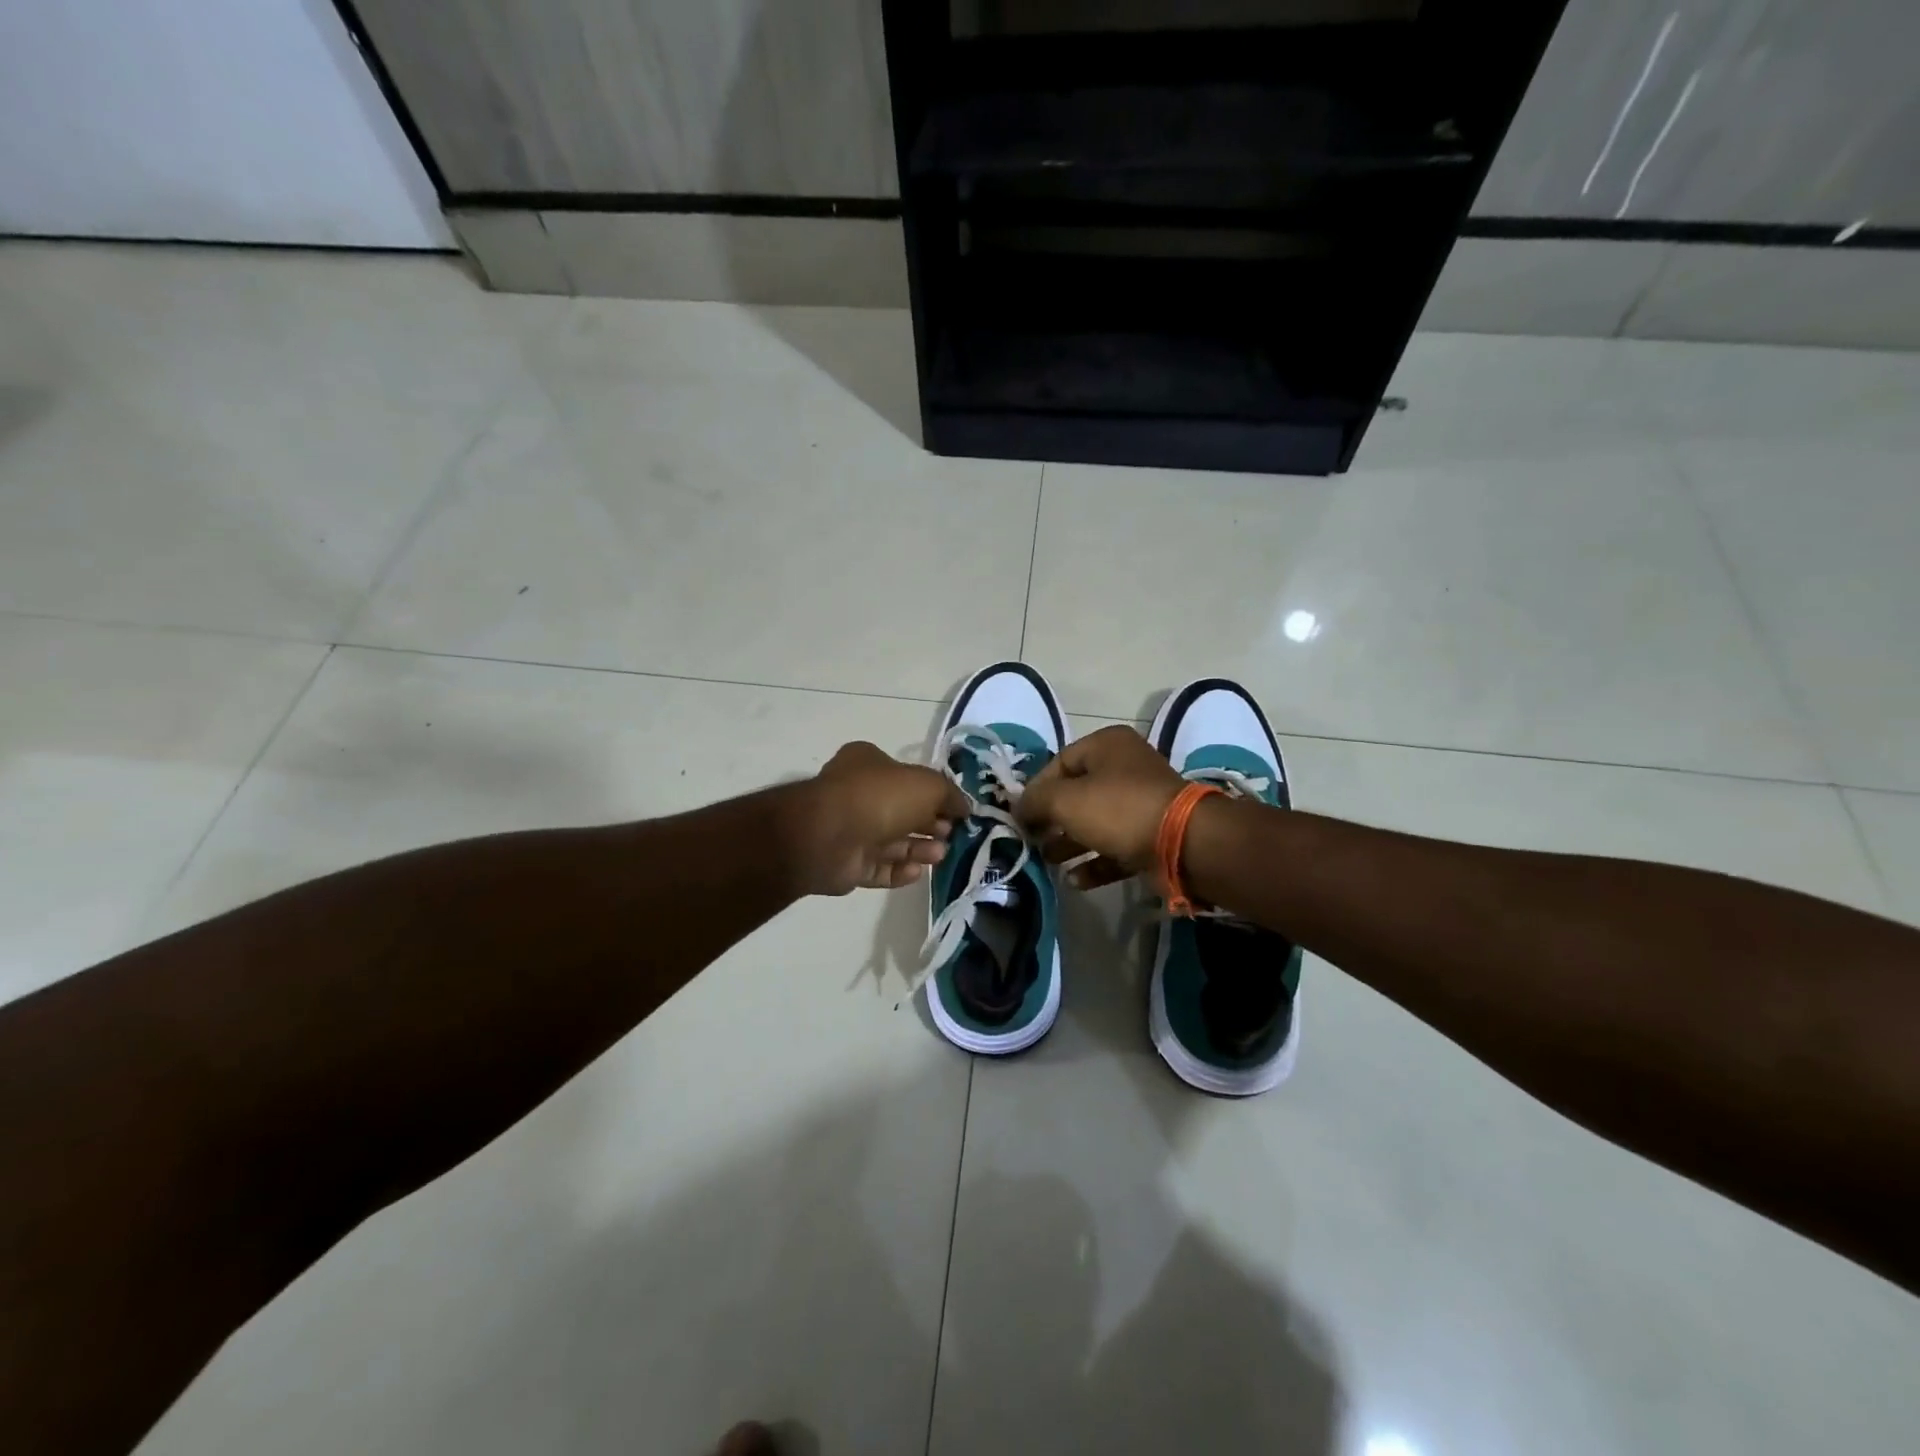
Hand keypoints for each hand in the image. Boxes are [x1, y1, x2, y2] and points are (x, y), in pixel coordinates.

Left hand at [795, 741, 970, 895]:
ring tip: (940, 855)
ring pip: (892, 841)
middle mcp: (857, 794)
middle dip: (929, 824)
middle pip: (902, 811)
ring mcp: (850, 830)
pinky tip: (918, 872)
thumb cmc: (880, 797)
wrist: (829, 836)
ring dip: (919, 849)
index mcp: (869, 763)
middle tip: (952, 835)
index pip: (907, 777)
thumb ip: (950, 795)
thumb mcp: (927, 785)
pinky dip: (899, 870)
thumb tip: (964, 807)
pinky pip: (878, 867)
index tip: (957, 811)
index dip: (934, 794)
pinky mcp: (846, 864)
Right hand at [1016, 725, 1183, 888]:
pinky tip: (1075, 881)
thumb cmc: (1118, 809)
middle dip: (1051, 819)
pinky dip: (1095, 862)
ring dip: (1069, 843)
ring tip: (1047, 861)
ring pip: (1095, 822)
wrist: (1183, 843)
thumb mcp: (1064, 800)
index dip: (1035, 789)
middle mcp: (1125, 768)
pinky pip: (1115, 847)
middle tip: (1032, 840)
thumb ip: (1034, 801)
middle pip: (1076, 793)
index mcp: (1106, 746)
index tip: (1020, 816)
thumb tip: (1017, 808)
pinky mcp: (1151, 836)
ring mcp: (1141, 803)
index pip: (1059, 762)